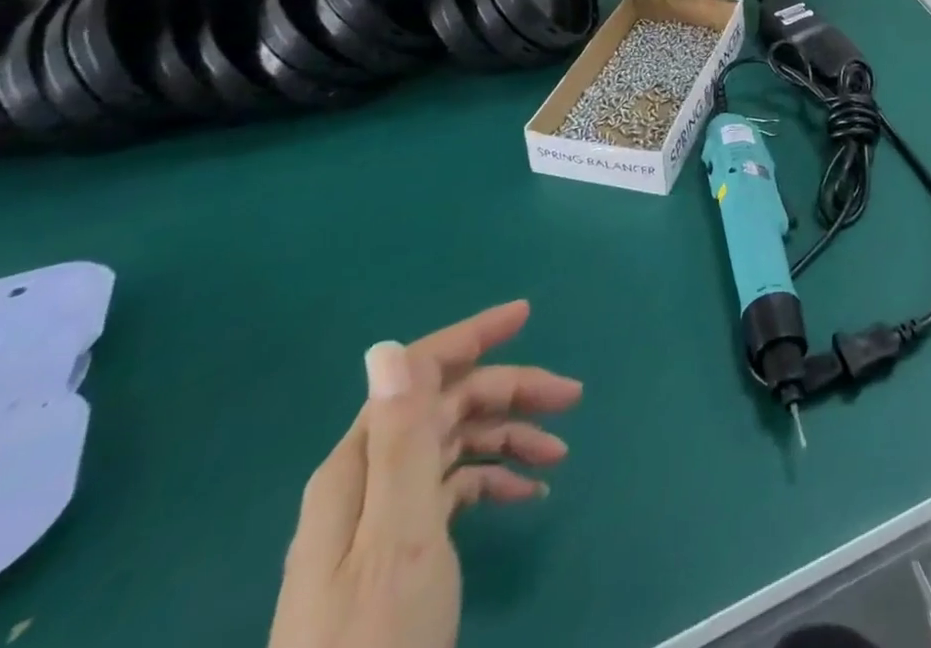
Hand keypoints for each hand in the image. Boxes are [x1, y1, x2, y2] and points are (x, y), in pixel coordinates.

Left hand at [268, 300, 581, 647]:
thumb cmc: (374, 641)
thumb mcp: (396, 537)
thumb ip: (398, 440)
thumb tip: (386, 348)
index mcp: (360, 465)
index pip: (421, 372)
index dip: (474, 337)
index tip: (527, 315)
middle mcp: (368, 479)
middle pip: (447, 405)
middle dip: (510, 391)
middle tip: (570, 399)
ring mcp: (381, 518)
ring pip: (454, 445)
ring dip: (508, 437)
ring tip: (558, 454)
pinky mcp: (396, 552)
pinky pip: (452, 491)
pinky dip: (492, 481)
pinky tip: (527, 494)